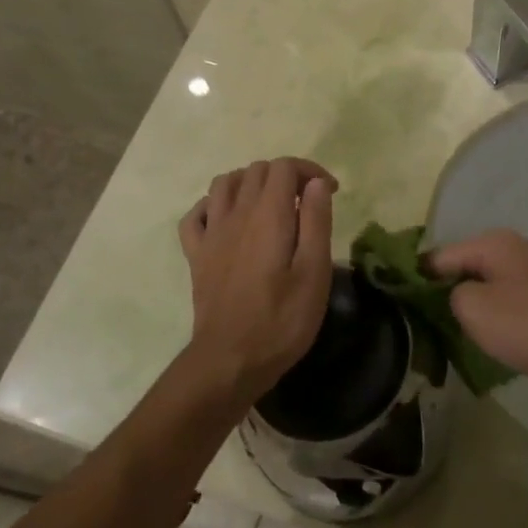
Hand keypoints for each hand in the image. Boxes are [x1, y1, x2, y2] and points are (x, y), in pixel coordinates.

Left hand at [178, 158, 337, 401]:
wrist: (229, 361)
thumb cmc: (281, 320)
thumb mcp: (314, 272)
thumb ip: (316, 221)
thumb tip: (317, 183)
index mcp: (269, 215)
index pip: (285, 167)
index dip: (310, 170)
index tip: (331, 193)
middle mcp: (236, 214)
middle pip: (257, 170)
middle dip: (286, 176)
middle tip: (306, 203)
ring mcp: (211, 233)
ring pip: (224, 183)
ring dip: (250, 183)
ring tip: (270, 205)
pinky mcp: (196, 255)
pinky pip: (196, 214)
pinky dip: (213, 206)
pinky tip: (228, 221)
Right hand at [427, 230, 527, 402]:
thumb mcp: (473, 309)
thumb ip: (448, 294)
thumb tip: (452, 293)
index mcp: (493, 242)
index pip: (439, 255)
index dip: (416, 278)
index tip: (398, 304)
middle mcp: (512, 248)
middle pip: (462, 265)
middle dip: (442, 291)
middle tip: (423, 322)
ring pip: (483, 283)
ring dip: (468, 305)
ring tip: (449, 332)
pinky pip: (504, 298)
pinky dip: (491, 314)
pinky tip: (485, 336)